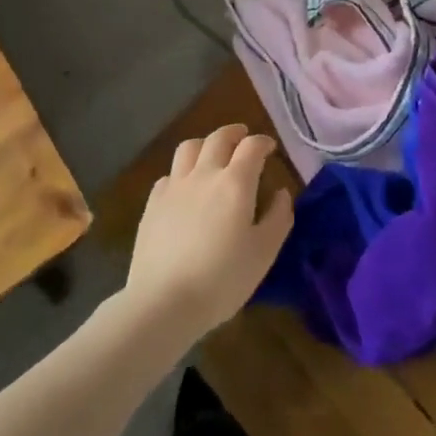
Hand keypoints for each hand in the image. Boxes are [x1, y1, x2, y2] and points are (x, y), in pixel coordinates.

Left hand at [125, 123, 292, 340]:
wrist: (163, 302)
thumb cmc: (221, 280)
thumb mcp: (263, 254)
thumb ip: (278, 218)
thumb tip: (282, 193)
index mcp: (235, 182)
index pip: (252, 146)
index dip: (263, 142)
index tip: (270, 148)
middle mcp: (204, 173)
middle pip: (219, 138)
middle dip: (234, 133)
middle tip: (242, 138)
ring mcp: (175, 186)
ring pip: (189, 147)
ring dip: (205, 144)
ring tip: (211, 154)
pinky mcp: (153, 203)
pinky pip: (169, 175)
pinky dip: (181, 172)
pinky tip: (183, 188)